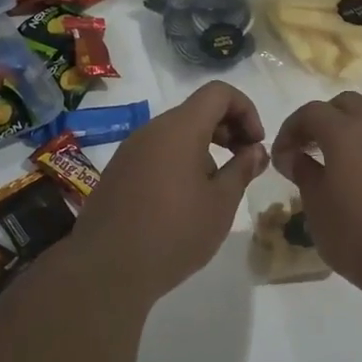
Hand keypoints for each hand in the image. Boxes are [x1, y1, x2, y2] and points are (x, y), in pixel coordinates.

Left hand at [68, 80, 267, 299]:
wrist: (105, 269)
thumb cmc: (174, 233)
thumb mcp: (221, 203)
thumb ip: (242, 169)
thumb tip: (256, 150)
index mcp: (180, 128)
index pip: (218, 92)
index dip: (245, 109)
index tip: (255, 144)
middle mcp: (152, 130)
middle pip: (197, 110)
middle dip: (228, 129)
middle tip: (244, 163)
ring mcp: (130, 150)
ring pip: (176, 133)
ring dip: (204, 148)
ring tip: (216, 188)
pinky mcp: (118, 172)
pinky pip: (157, 152)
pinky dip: (180, 162)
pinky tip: (185, 201)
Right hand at [270, 93, 361, 301]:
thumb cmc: (359, 238)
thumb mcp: (317, 210)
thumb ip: (304, 175)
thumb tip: (294, 156)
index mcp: (344, 135)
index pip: (311, 112)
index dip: (292, 129)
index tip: (283, 157)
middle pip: (349, 103)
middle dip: (326, 117)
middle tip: (314, 147)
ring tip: (359, 138)